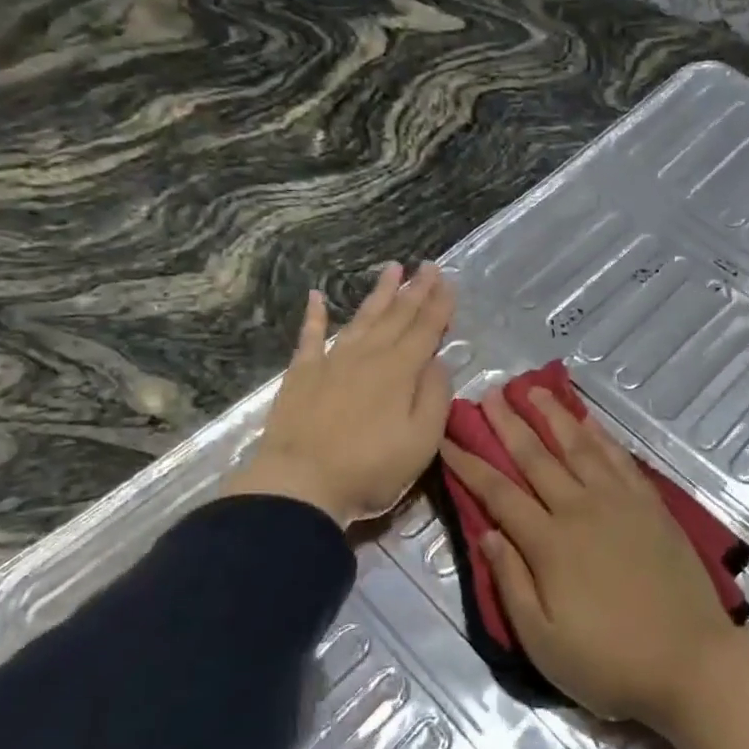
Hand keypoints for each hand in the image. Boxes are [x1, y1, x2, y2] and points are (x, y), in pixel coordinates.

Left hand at [222, 262, 454, 525]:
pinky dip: (314, 315)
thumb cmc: (369, 468)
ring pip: (362, 318)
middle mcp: (369, 355)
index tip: (448, 280)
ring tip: (392, 268)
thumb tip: (439, 362)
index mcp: (401, 371)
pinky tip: (316, 296)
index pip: (426, 329)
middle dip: (415, 289)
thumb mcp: (421, 441)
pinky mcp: (302, 373)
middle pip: (397, 316)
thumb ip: (435, 397)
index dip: (439, 304)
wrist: (299, 483)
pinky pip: (310, 336)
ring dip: (379, 293)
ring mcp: (332, 361)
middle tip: (428, 265)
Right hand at [440, 387, 733, 726]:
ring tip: (533, 389)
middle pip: (536, 457)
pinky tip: (587, 419)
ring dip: (552, 415)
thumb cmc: (609, 662)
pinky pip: (619, 457)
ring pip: (578, 446)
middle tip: (488, 396)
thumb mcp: (543, 641)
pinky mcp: (650, 504)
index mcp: (549, 543)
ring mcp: (619, 501)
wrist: (692, 662)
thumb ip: (511, 582)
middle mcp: (580, 509)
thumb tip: (485, 531)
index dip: (470, 464)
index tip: (449, 439)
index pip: (499, 492)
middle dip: (507, 424)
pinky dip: (599, 434)